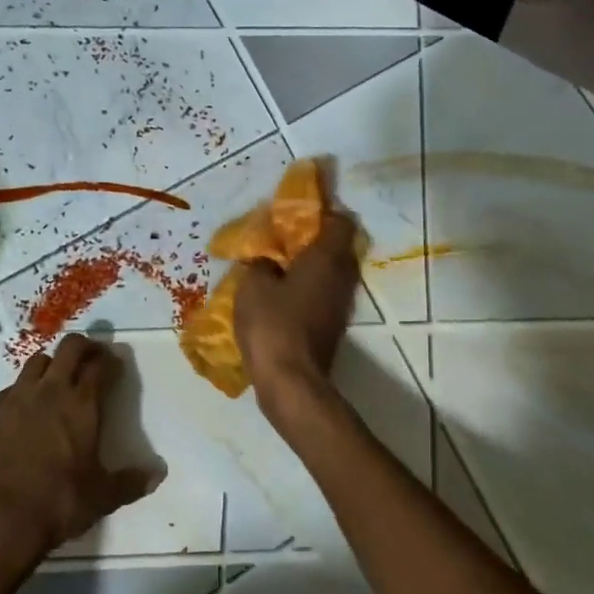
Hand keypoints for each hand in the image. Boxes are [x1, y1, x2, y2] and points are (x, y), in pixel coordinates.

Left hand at [0, 334, 162, 577]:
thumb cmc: (57, 503)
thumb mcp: (102, 497)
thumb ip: (131, 482)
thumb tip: (158, 475)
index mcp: (81, 404)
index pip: (99, 365)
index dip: (110, 360)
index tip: (115, 365)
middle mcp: (49, 391)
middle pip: (69, 348)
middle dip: (84, 347)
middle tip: (92, 359)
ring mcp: (15, 398)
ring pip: (37, 362)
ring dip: (52, 364)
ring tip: (58, 381)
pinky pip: (11, 388)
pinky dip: (24, 390)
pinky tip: (26, 411)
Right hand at [234, 209, 360, 408]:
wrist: (290, 381)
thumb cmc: (272, 324)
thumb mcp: (252, 286)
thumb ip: (260, 265)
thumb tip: (266, 263)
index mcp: (326, 258)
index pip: (340, 222)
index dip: (322, 213)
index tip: (297, 214)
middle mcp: (342, 277)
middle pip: (336, 248)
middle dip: (311, 241)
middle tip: (281, 241)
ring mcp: (341, 305)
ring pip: (330, 274)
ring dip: (308, 268)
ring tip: (277, 268)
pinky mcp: (333, 326)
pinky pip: (322, 295)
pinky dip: (306, 290)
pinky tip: (280, 297)